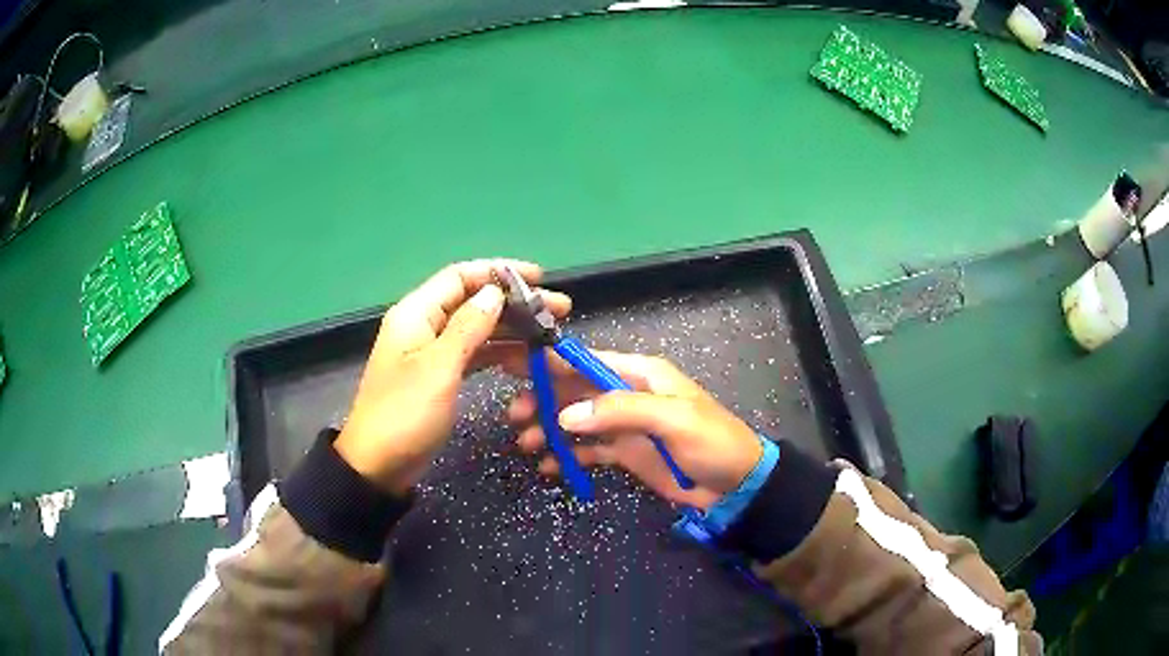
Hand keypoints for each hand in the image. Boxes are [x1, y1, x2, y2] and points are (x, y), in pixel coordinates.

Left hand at [335, 259, 569, 494]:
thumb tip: (495, 292)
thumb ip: (468, 327)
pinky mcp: (440, 376)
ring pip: (477, 328)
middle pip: (473, 301)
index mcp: (416, 313)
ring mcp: (432, 352)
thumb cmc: (406, 413)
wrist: (379, 464)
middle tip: (559, 310)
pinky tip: (526, 358)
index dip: (499, 272)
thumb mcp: (439, 368)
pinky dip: (499, 352)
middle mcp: (424, 325)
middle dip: (515, 302)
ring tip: (551, 334)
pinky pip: (474, 353)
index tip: (540, 278)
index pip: (460, 276)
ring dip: (512, 328)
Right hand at [506, 352, 762, 510]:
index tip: (514, 365)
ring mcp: (625, 425)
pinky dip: (568, 457)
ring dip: (550, 430)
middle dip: (543, 399)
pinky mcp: (626, 453)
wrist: (736, 484)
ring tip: (526, 445)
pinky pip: (589, 451)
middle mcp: (627, 394)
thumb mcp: (671, 418)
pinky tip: (549, 467)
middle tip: (515, 416)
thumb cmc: (711, 441)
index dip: (550, 361)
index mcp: (639, 374)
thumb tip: (566, 415)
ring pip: (577, 421)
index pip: (586, 360)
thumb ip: (620, 410)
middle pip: (575, 391)